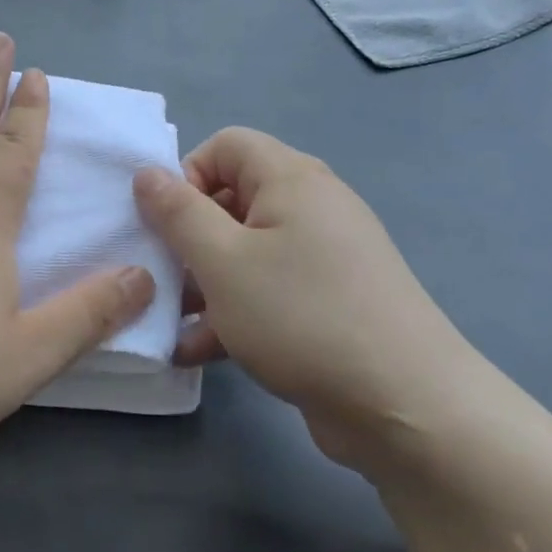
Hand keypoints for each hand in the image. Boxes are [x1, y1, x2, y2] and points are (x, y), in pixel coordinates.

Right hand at [133, 128, 489, 464]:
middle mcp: (312, 209)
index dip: (186, 175)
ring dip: (204, 282)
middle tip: (163, 277)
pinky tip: (199, 351)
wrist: (404, 405)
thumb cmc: (301, 317)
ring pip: (245, 252)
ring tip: (173, 322)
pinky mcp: (328, 304)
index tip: (165, 225)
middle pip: (232, 200)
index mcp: (292, 181)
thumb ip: (178, 213)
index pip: (226, 146)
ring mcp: (324, 259)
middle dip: (188, 237)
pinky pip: (268, 291)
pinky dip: (233, 312)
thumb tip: (147, 173)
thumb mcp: (222, 261)